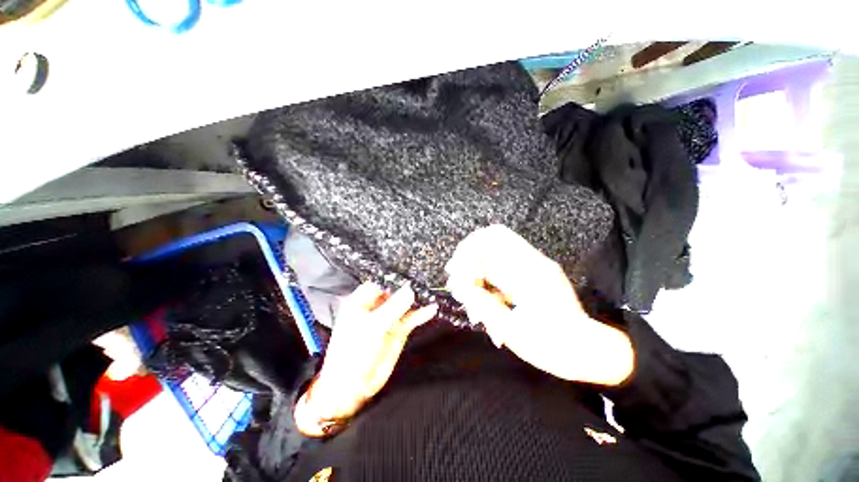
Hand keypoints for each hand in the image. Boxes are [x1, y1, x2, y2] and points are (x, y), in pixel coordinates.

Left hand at [295, 282, 436, 435]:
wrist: (353, 385)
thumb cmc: (355, 351)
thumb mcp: (374, 326)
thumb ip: (394, 308)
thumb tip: (411, 290)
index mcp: (361, 302)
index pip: (379, 283)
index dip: (392, 278)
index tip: (409, 271)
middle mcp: (376, 307)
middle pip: (394, 292)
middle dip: (408, 287)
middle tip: (425, 278)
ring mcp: (388, 319)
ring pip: (405, 305)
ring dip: (417, 300)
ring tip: (431, 291)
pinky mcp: (398, 330)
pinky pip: (411, 319)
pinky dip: (421, 314)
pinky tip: (432, 309)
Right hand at [445, 225, 633, 385]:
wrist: (588, 351)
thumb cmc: (553, 346)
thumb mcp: (513, 330)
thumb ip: (483, 304)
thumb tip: (460, 287)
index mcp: (529, 272)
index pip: (491, 240)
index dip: (467, 252)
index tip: (456, 275)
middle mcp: (531, 261)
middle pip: (490, 239)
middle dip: (468, 258)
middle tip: (458, 282)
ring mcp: (532, 265)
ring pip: (493, 253)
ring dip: (476, 270)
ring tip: (468, 296)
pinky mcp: (530, 273)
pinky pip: (500, 266)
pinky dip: (487, 279)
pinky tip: (482, 301)